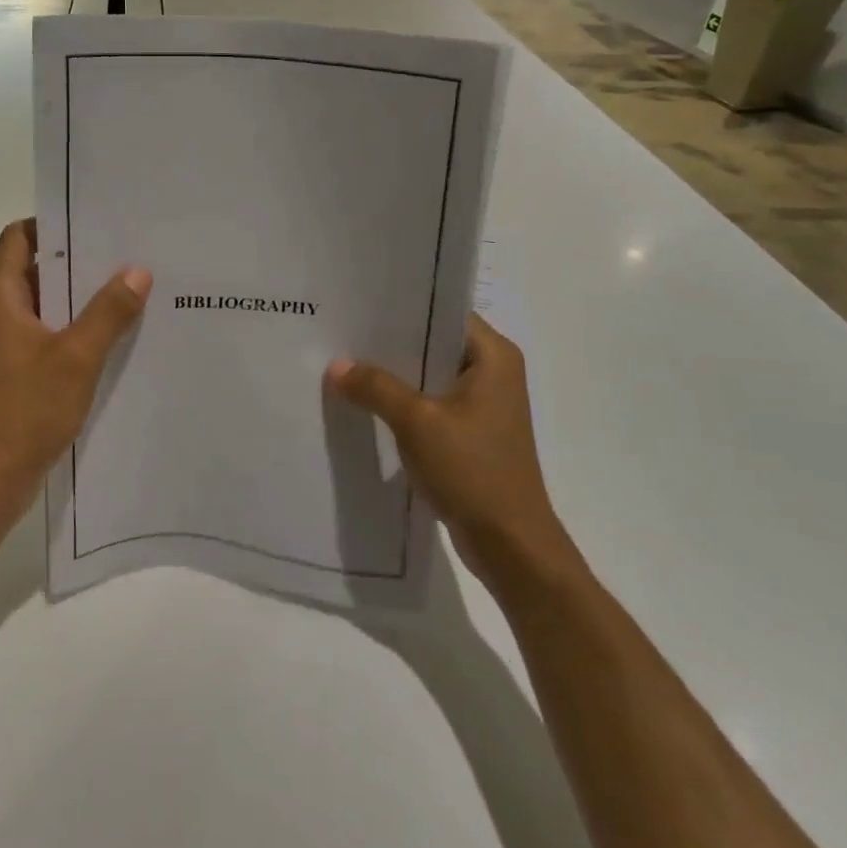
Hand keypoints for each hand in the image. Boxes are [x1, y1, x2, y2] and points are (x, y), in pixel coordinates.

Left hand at [0, 219, 151, 521]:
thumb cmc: (26, 409)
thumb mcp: (77, 356)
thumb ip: (108, 311)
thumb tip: (137, 270)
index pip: (20, 236)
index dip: (54, 223)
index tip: (96, 221)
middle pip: (36, 267)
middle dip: (78, 260)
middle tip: (127, 252)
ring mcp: (4, 342)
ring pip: (45, 303)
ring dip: (80, 297)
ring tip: (130, 288)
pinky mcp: (14, 369)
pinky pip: (47, 334)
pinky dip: (74, 328)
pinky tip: (113, 334)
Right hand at [328, 315, 579, 586]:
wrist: (510, 545)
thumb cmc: (472, 470)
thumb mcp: (417, 422)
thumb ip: (375, 387)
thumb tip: (336, 366)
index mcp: (492, 356)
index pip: (442, 311)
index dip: (401, 305)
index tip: (358, 302)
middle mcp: (492, 372)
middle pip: (431, 343)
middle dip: (388, 342)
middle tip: (340, 331)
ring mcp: (481, 405)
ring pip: (427, 375)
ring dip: (392, 376)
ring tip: (343, 363)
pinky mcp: (469, 433)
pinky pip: (428, 404)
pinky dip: (401, 403)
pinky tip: (363, 403)